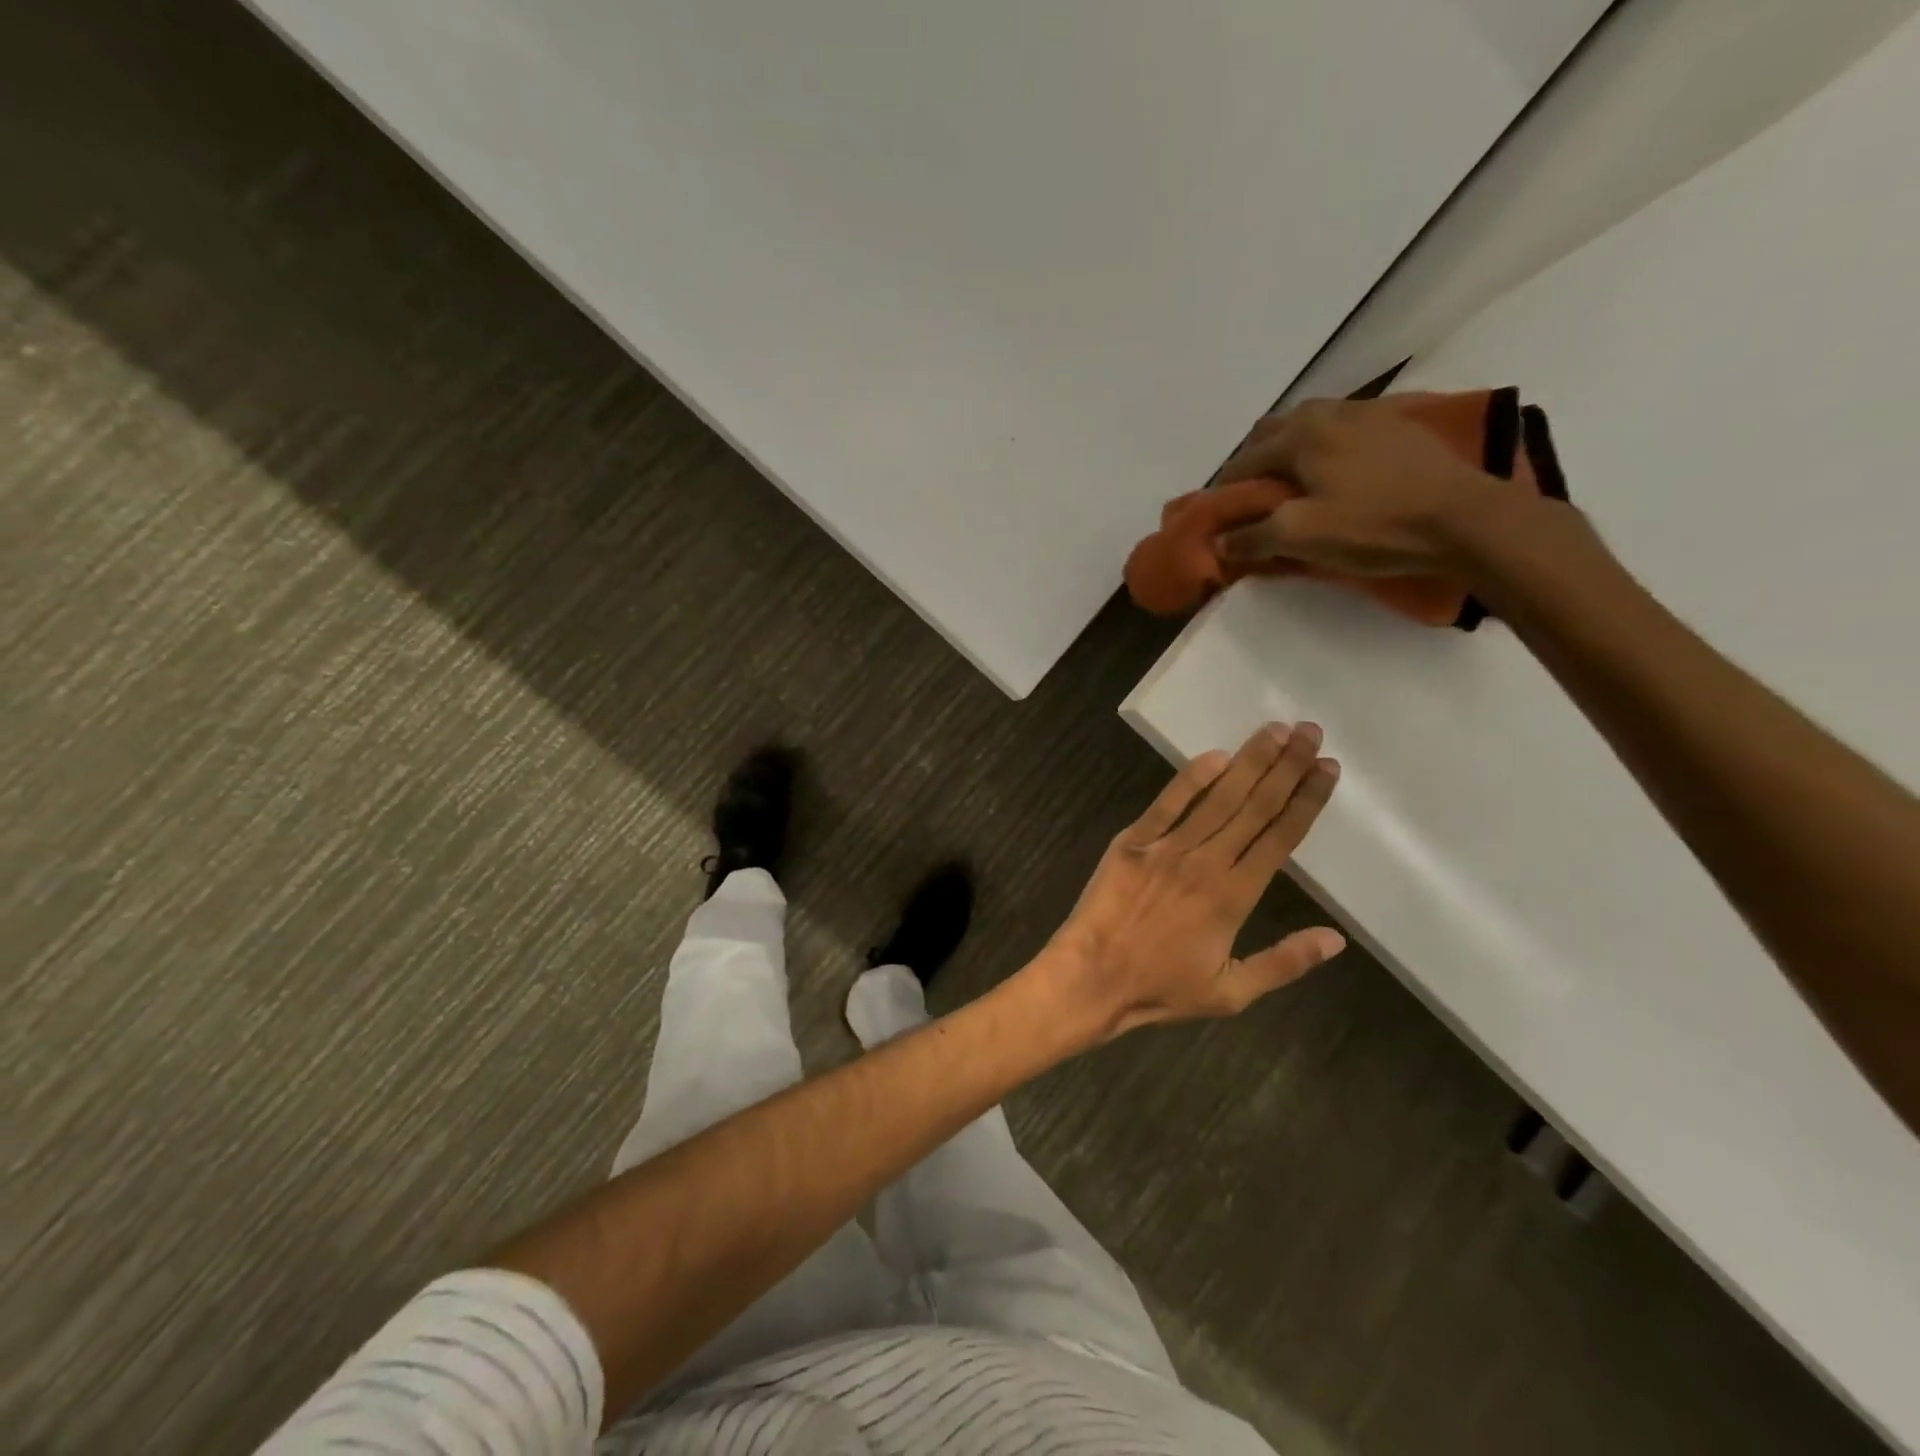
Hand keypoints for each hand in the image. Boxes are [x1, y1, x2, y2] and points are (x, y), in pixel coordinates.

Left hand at [1045, 722, 1344, 1037]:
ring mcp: (1166, 848)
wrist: (1091, 977)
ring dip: (1249, 762)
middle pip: (1254, 807)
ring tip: (1275, 731)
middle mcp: (1205, 863)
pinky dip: (1190, 778)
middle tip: (1310, 731)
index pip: (1280, 837)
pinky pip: (1166, 804)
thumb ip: (1284, 962)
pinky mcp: (1132, 842)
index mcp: (1234, 897)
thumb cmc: (1161, 988)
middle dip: (1286, 767)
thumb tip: (1336, 939)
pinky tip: (1216, 755)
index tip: (1327, 768)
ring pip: (1217, 798)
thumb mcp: (1231, 992)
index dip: (1306, 800)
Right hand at [1212, 398, 1516, 575]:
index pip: (1244, 462)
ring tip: (1294, 487)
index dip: (1225, 492)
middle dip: (1255, 463)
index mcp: (1300, 435)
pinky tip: (1335, 475)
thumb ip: (1252, 537)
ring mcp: (1368, 414)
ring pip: (1311, 425)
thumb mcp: (1301, 537)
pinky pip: (1344, 429)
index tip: (1220, 519)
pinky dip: (1326, 448)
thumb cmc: (1373, 526)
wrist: (1463, 519)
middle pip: (1274, 431)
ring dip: (1291, 451)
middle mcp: (1329, 413)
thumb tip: (1219, 541)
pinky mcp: (1397, 427)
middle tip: (1255, 501)